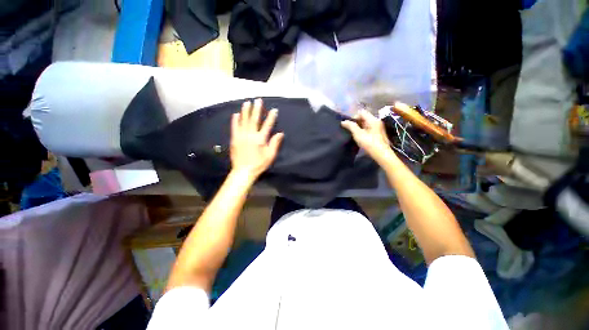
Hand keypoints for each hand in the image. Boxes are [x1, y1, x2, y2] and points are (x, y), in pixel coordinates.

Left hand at [230, 99, 283, 179]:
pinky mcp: (234, 139)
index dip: (271, 117)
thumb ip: (275, 143)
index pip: (267, 125)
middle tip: (258, 100)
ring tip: (247, 102)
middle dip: (257, 109)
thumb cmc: (258, 164)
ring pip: (243, 121)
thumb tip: (280, 133)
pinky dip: (235, 120)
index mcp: (260, 139)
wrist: (243, 171)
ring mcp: (241, 136)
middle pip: (254, 119)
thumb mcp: (270, 156)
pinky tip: (236, 114)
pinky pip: (234, 127)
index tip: (274, 110)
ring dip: (245, 111)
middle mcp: (250, 135)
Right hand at [341, 110, 393, 162]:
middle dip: (356, 122)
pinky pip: (369, 128)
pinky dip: (364, 130)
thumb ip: (351, 126)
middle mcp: (377, 121)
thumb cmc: (369, 143)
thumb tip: (343, 121)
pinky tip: (361, 137)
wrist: (381, 154)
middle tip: (352, 130)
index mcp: (373, 119)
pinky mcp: (379, 133)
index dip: (354, 117)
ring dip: (360, 127)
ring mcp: (379, 127)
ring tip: (355, 134)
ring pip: (366, 123)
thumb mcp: (358, 134)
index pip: (361, 112)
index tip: (350, 125)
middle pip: (364, 117)